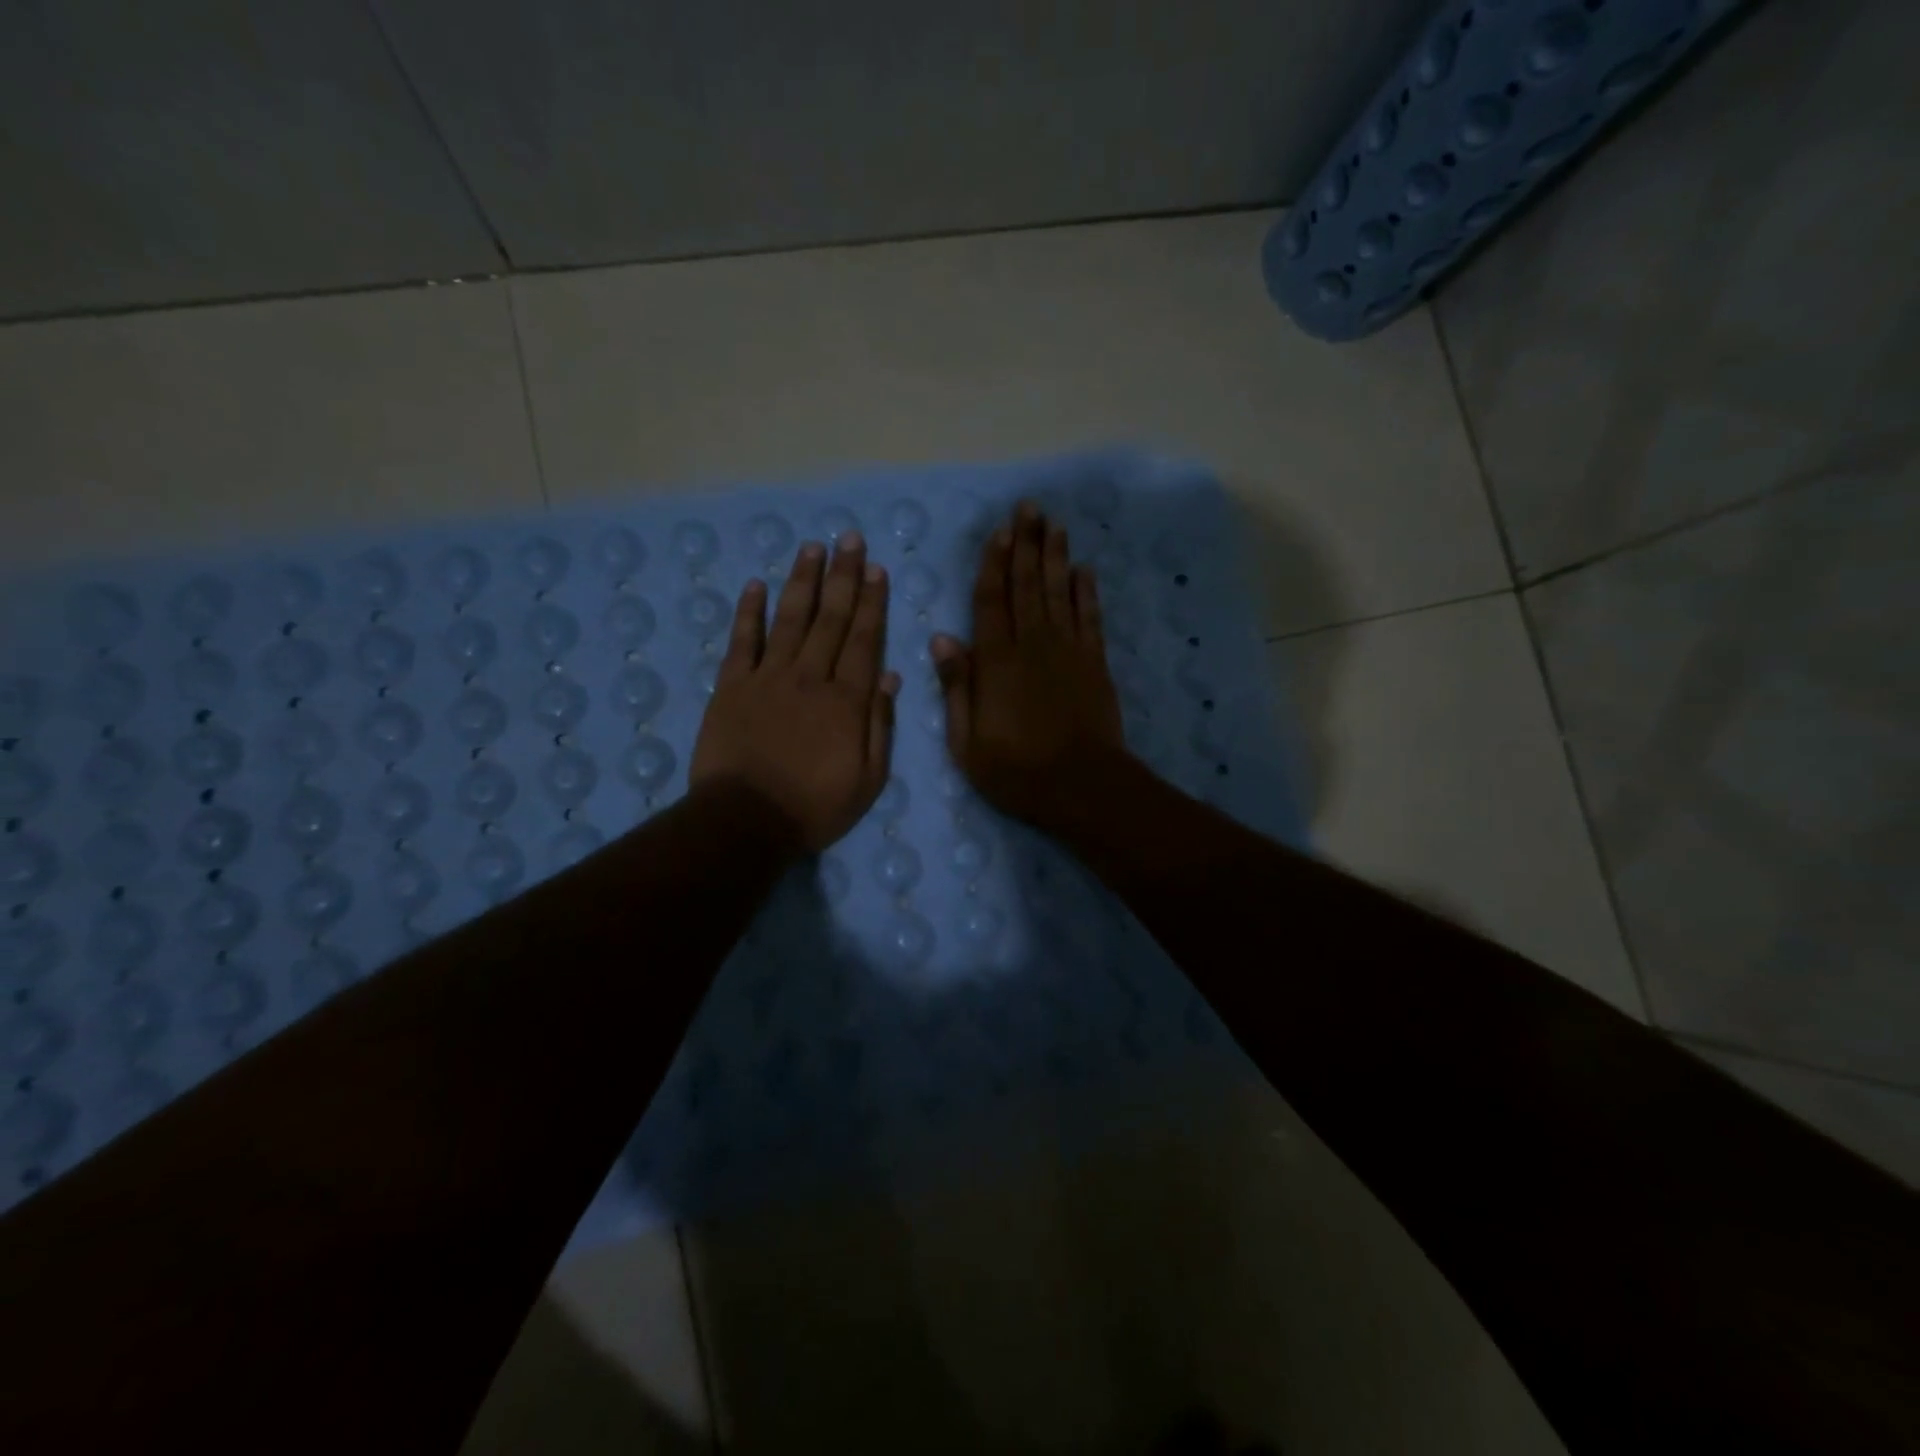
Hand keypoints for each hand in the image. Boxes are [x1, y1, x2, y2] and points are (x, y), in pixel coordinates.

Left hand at [691, 533, 900, 853]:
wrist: (745, 822)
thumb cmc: (814, 807)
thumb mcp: (868, 779)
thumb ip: (880, 726)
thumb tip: (891, 677)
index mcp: (846, 700)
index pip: (863, 640)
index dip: (871, 602)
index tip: (876, 569)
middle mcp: (809, 677)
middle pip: (830, 618)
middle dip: (843, 576)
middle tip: (849, 538)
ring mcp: (767, 678)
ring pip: (789, 619)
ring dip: (802, 581)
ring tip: (812, 547)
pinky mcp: (731, 687)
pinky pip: (742, 641)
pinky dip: (749, 612)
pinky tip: (756, 585)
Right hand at [932, 502, 1129, 832]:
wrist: (1082, 785)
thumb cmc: (1016, 769)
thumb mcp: (966, 741)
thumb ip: (956, 686)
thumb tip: (943, 637)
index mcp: (996, 661)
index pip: (991, 600)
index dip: (994, 563)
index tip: (998, 531)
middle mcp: (1032, 644)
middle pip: (1027, 585)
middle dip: (1027, 544)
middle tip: (1029, 508)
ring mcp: (1068, 650)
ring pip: (1059, 592)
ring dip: (1055, 556)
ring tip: (1054, 524)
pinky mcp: (1094, 663)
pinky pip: (1090, 617)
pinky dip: (1087, 591)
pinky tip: (1084, 570)